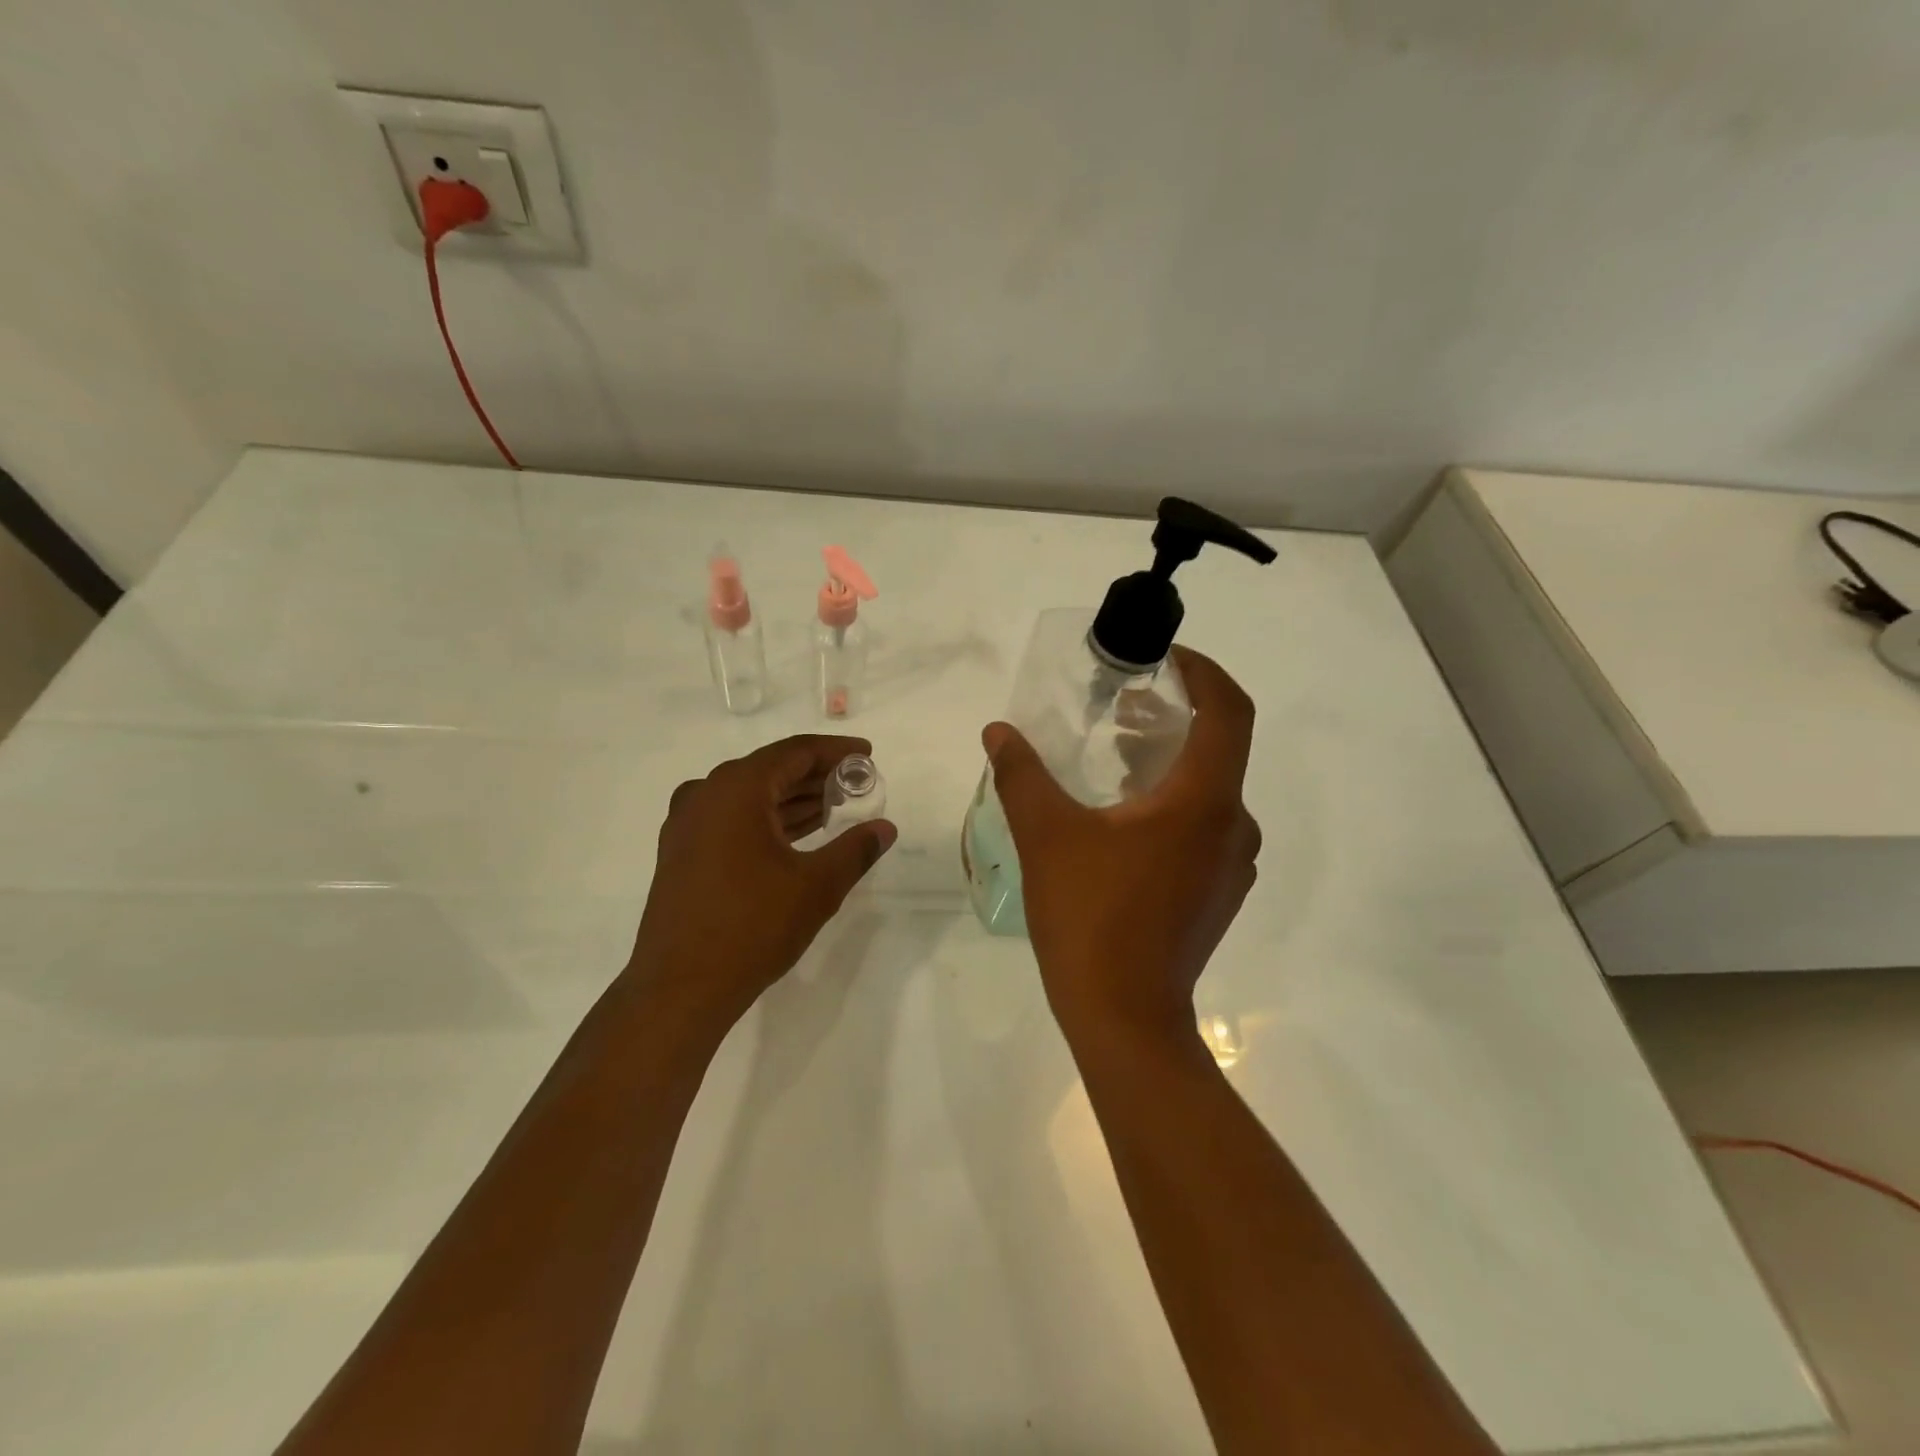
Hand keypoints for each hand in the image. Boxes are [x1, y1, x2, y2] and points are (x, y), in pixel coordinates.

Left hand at [628, 735, 895, 1024]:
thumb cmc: (753, 926)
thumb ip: (855, 850)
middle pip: (770, 770)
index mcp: (736, 789)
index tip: (867, 754)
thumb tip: (885, 829)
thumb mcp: (817, 886)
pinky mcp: (680, 853)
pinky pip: (731, 819)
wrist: (680, 988)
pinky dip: (766, 819)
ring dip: (792, 799)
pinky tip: (795, 836)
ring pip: (749, 796)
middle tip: (856, 784)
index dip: (835, 751)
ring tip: (834, 808)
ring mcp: (687, 825)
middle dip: (816, 776)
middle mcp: (706, 795)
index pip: (795, 752)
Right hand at [982, 646, 1259, 1042]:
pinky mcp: (1218, 892)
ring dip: (1169, 762)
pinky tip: (1122, 818)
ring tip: (1114, 758)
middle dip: (1173, 717)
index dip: (1203, 672)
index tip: (1165, 658)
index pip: (1229, 710)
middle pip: (1218, 747)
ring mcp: (1231, 864)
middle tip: (1121, 707)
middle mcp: (1232, 826)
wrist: (1125, 1018)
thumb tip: (997, 731)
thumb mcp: (1046, 835)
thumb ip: (1021, 774)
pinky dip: (1172, 801)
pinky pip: (1203, 825)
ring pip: (1209, 789)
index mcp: (1205, 800)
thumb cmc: (1090, 917)